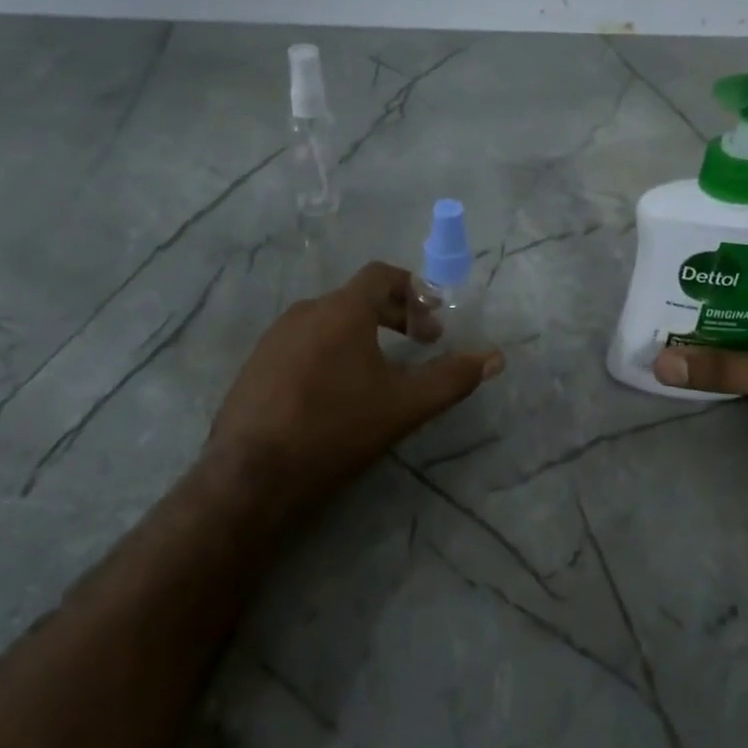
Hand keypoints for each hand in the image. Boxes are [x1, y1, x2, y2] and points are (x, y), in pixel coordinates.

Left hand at [209, 261, 504, 507]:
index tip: (432, 323)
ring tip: (378, 371)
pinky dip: (329, 351)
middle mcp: (305, 311)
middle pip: (357, 298)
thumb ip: (451, 378)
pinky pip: (302, 343)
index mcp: (342, 309)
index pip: (382, 275)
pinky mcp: (256, 363)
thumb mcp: (404, 406)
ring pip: (328, 321)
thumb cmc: (335, 428)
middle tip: (418, 345)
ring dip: (360, 334)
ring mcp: (274, 336)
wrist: (252, 472)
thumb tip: (495, 357)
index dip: (414, 290)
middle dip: (394, 315)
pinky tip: (334, 392)